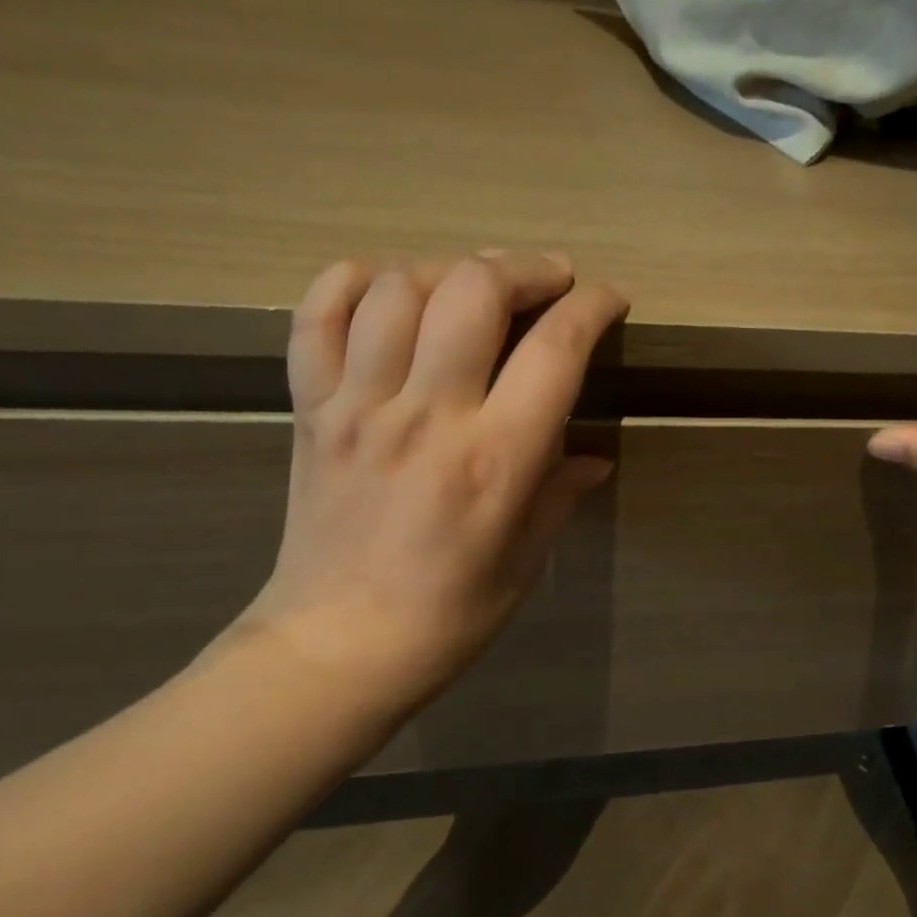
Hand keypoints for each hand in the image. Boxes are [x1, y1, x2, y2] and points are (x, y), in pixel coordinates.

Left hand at [239, 252, 628, 710]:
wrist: (335, 648)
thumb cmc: (446, 617)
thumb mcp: (525, 562)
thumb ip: (559, 494)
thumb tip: (594, 456)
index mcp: (493, 459)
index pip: (555, 349)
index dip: (592, 306)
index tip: (607, 300)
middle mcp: (425, 416)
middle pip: (473, 291)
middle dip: (522, 269)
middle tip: (545, 282)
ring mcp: (357, 406)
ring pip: (397, 287)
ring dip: (445, 269)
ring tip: (469, 288)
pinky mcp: (309, 409)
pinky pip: (316, 315)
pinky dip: (351, 283)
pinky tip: (385, 291)